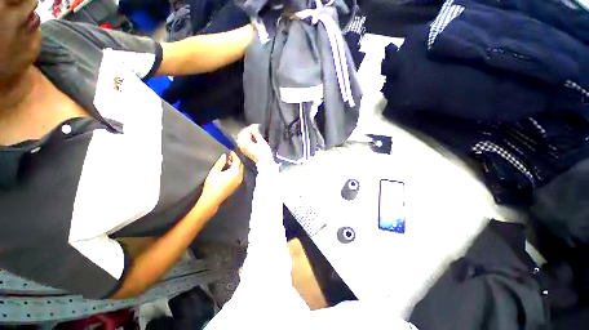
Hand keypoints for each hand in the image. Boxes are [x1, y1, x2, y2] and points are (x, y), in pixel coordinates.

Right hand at [202, 152, 243, 206]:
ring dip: (236, 165)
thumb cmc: (212, 184)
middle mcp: (239, 176)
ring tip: (228, 162)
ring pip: (240, 170)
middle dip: (236, 160)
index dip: (234, 155)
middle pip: (240, 165)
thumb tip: (224, 155)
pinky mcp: (237, 185)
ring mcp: (239, 181)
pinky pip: (239, 175)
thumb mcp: (214, 171)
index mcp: (235, 172)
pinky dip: (236, 170)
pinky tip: (229, 170)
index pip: (237, 161)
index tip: (230, 151)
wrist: (212, 199)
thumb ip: (220, 162)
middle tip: (229, 156)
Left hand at [237, 124, 271, 163]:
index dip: (250, 127)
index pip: (245, 132)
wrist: (265, 162)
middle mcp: (242, 146)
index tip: (256, 125)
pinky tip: (251, 139)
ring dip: (246, 135)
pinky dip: (246, 139)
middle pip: (241, 135)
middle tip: (254, 128)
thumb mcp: (261, 141)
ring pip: (241, 139)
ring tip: (253, 133)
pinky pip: (243, 143)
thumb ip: (256, 133)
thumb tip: (254, 126)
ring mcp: (243, 149)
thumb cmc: (264, 152)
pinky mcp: (245, 151)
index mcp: (245, 143)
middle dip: (247, 130)